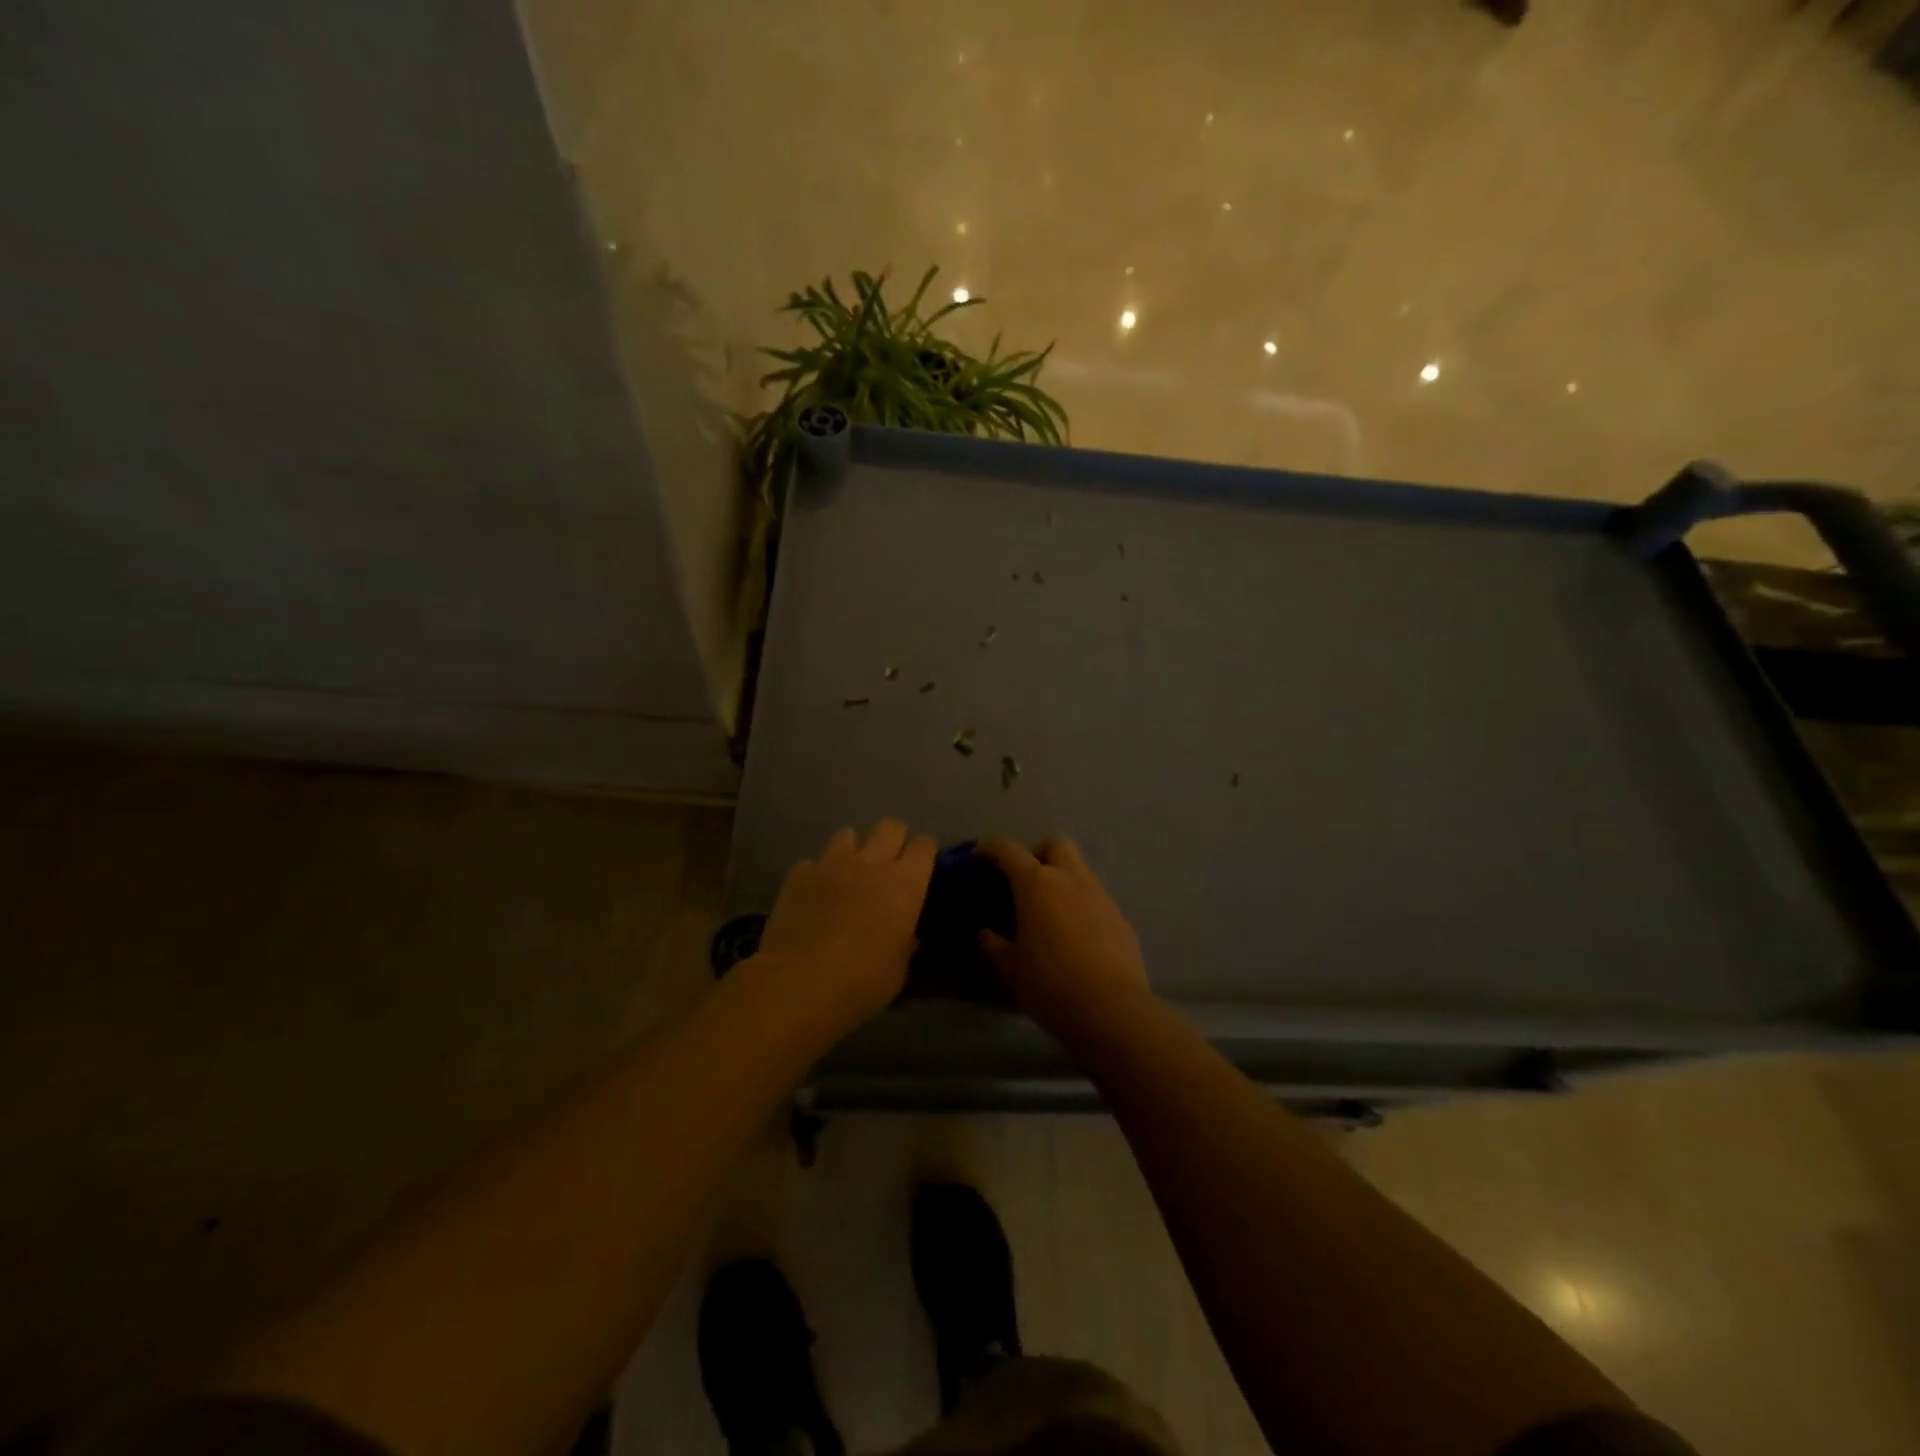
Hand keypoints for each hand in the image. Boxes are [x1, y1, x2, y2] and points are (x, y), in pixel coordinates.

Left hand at [753, 819, 937, 1041]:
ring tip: (847, 874)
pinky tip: (812, 895)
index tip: (921, 867)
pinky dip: (815, 874)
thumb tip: (907, 935)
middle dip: (893, 838)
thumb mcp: (898, 970)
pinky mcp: (798, 874)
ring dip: (852, 850)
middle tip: (889, 863)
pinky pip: (812, 862)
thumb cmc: (862, 982)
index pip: (924, 845)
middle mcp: (872, 863)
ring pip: (847, 834)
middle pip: (890, 826)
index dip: (924, 852)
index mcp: (906, 884)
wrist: (799, 984)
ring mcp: (832, 864)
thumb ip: (905, 943)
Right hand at [974, 836, 1150, 1028]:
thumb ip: (994, 945)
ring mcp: (1100, 895)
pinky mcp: (1121, 917)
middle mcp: (1070, 879)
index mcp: (1036, 884)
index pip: (1008, 850)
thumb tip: (987, 934)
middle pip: (1055, 844)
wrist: (1111, 1009)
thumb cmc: (1049, 984)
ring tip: (1050, 913)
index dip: (990, 848)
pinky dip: (1082, 907)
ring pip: (1079, 870)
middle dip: (1038, 854)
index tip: (979, 855)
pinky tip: (1077, 937)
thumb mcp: (1010, 968)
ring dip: (1062, 880)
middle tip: (1025, 882)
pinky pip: (1096, 899)